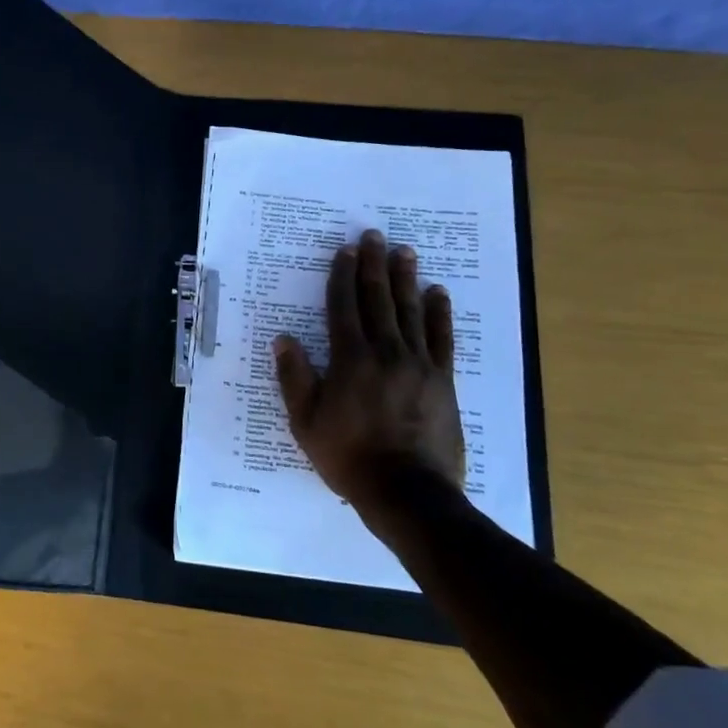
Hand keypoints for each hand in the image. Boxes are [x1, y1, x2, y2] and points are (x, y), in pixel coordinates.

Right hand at [273, 229, 466, 519]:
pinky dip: (439, 313)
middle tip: (374, 236)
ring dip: (405, 279)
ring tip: (404, 252)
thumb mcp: (306, 421)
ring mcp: (419, 364)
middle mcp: (386, 352)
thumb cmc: (348, 456)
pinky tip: (437, 293)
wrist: (407, 492)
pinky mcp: (443, 380)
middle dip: (373, 265)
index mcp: (350, 359)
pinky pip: (441, 338)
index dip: (342, 276)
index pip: (344, 307)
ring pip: (411, 311)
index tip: (344, 251)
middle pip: (378, 300)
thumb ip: (295, 377)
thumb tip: (284, 339)